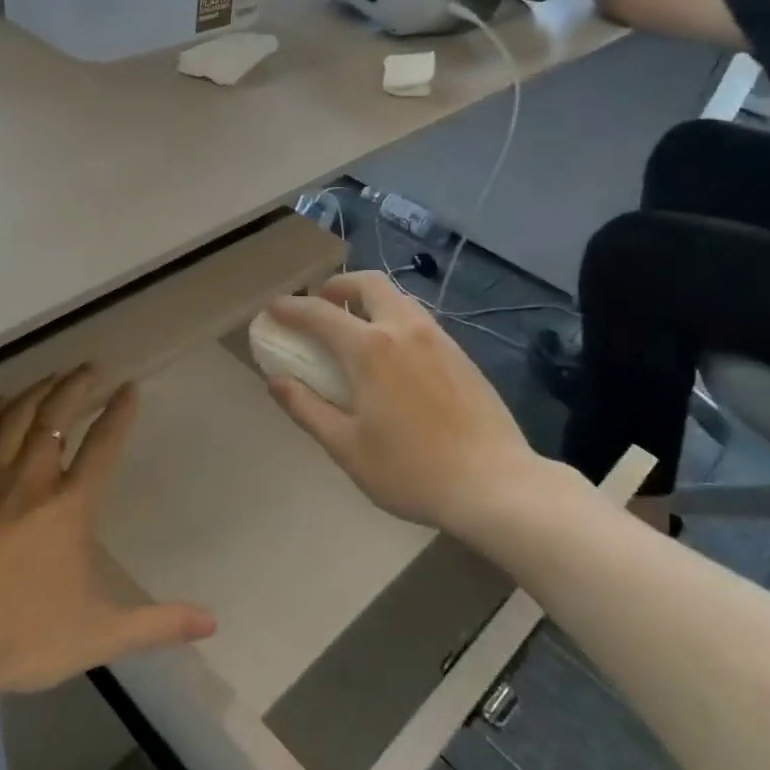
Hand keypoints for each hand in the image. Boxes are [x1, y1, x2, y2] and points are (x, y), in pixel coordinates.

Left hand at [0, 368, 215, 696]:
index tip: (129, 387)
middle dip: (76, 386)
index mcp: (70, 507)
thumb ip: (159, 625)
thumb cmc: (25, 635)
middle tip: (90, 367)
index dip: (119, 414)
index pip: (102, 447)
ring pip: (15, 418)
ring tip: (52, 376)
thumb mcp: (102, 634)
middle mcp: (31, 480)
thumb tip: (213, 623)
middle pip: (56, 417)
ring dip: (37, 391)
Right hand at [264, 273, 550, 535]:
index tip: (273, 308)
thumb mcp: (346, 447)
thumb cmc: (411, 470)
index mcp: (370, 349)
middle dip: (338, 286)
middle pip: (368, 284)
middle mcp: (404, 329)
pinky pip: (419, 320)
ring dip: (369, 301)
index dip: (291, 308)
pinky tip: (394, 356)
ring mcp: (439, 339)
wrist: (496, 485)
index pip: (319, 313)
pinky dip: (395, 320)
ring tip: (355, 329)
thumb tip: (276, 381)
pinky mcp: (462, 355)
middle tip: (322, 305)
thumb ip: (306, 408)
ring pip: (398, 298)